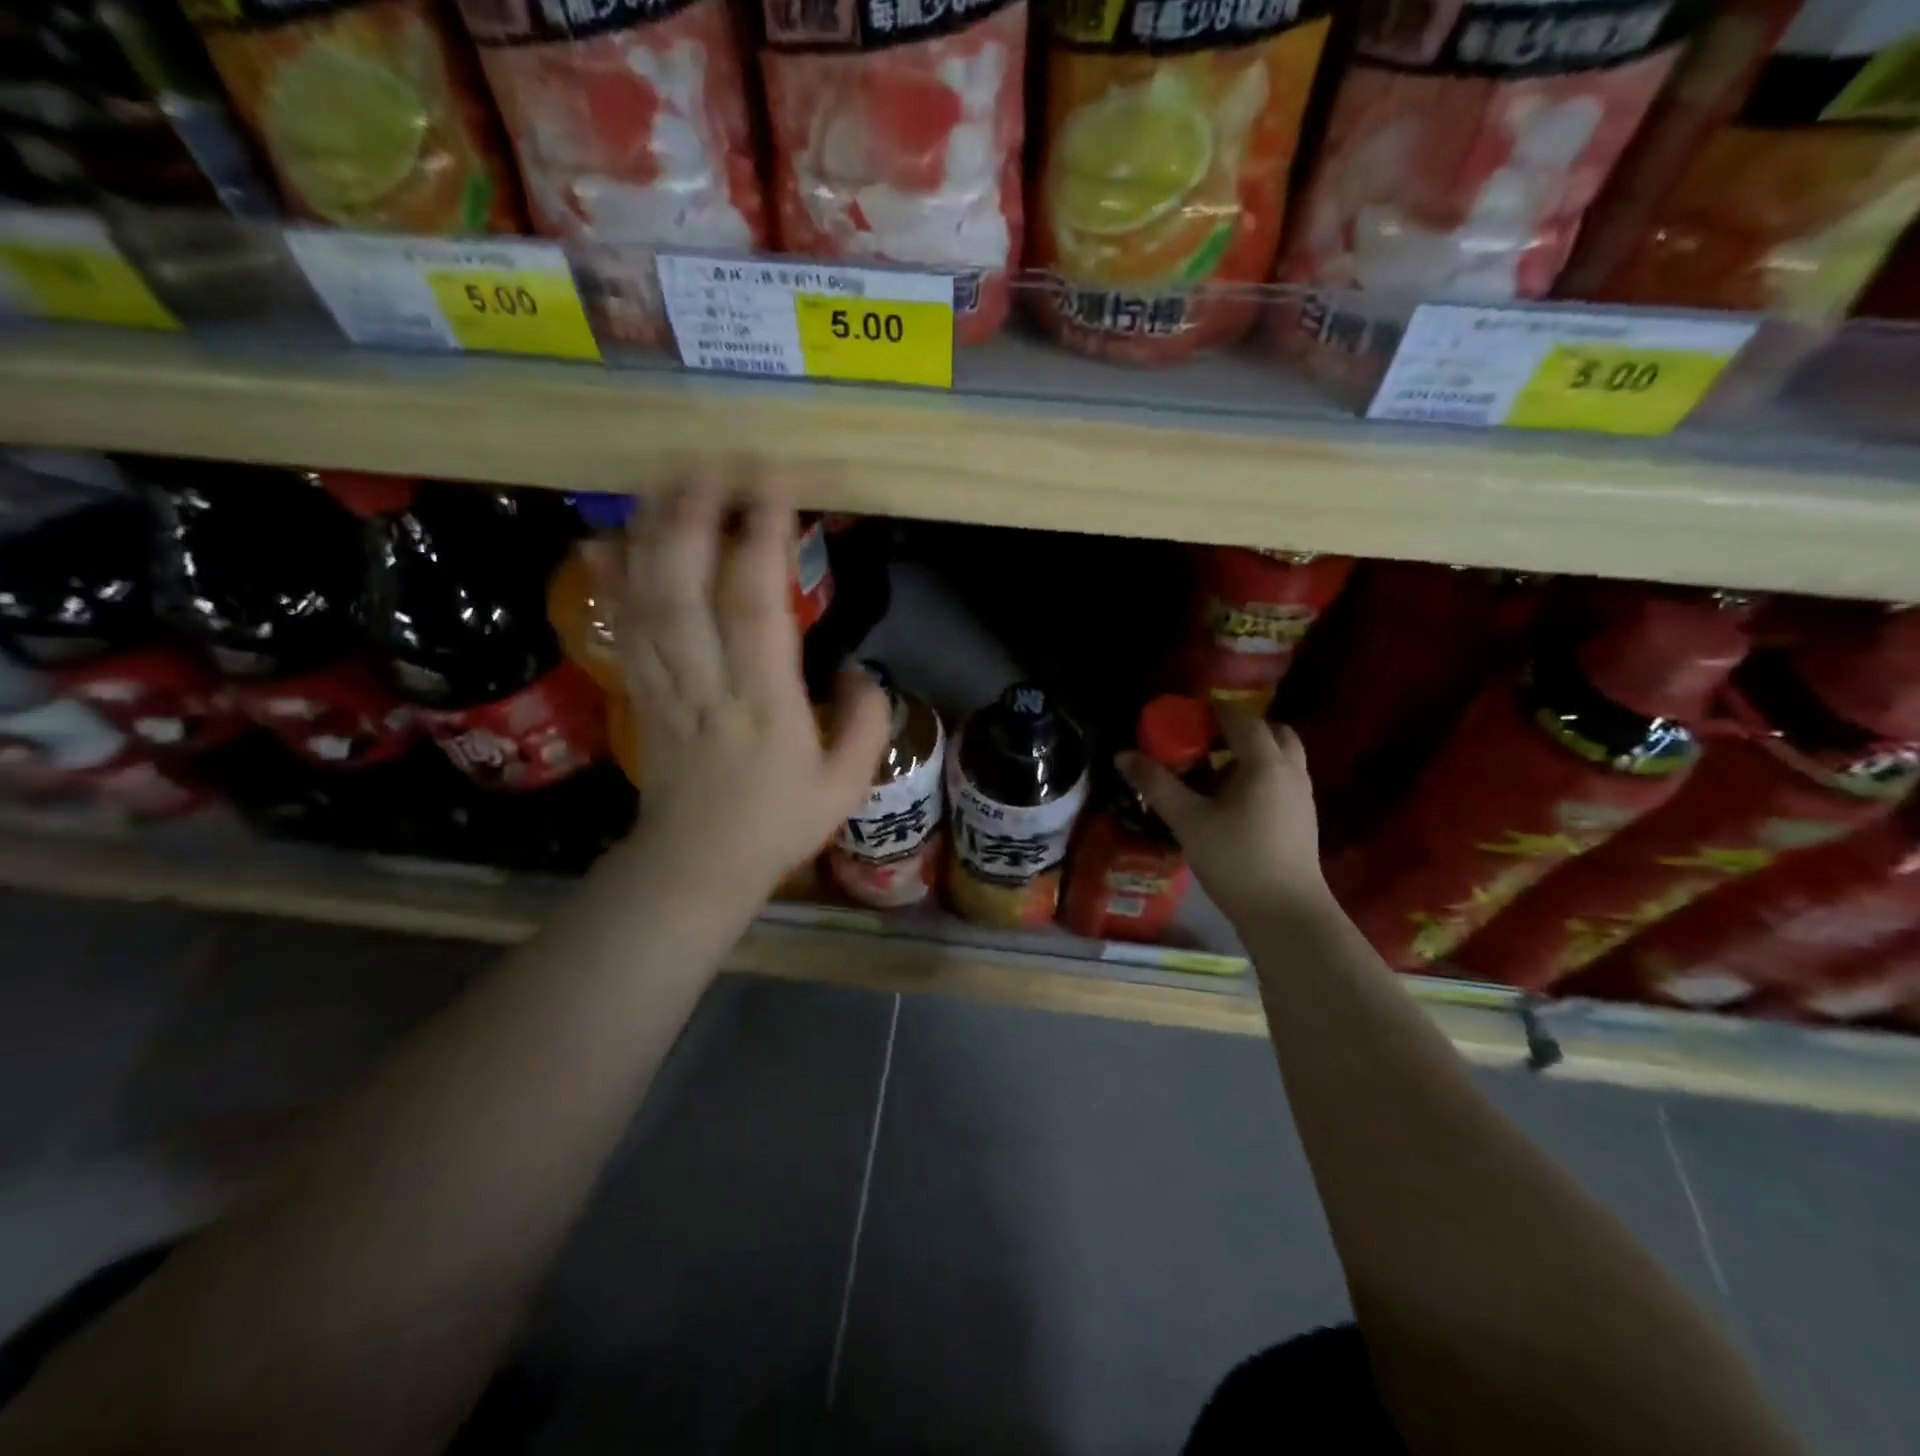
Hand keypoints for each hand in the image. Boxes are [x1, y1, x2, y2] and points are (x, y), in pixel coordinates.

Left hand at [617, 474, 890, 899]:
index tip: (777, 488)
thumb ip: (866, 722)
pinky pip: (623, 624)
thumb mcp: (847, 785)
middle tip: (716, 462)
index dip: (762, 542)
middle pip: (686, 587)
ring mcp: (664, 685)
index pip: (756, 609)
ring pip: (648, 597)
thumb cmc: (778, 823)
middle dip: (697, 515)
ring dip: (656, 530)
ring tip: (672, 477)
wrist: (697, 862)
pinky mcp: (640, 691)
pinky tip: (616, 534)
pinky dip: (616, 575)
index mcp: (764, 706)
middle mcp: (707, 684)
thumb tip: (861, 670)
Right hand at [1116, 709, 1331, 928]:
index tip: (1184, 715)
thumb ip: (1156, 784)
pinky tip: (1230, 802)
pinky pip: (1282, 780)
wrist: (1286, 915)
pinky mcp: (1302, 820)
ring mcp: (1302, 796)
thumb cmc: (1236, 860)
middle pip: (1272, 732)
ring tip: (1213, 772)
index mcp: (1265, 763)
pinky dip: (1259, 776)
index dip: (1213, 710)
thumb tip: (1123, 755)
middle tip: (1206, 740)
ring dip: (1251, 753)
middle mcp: (1291, 771)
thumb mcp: (1188, 820)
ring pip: (1280, 758)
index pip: (1241, 719)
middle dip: (1240, 729)